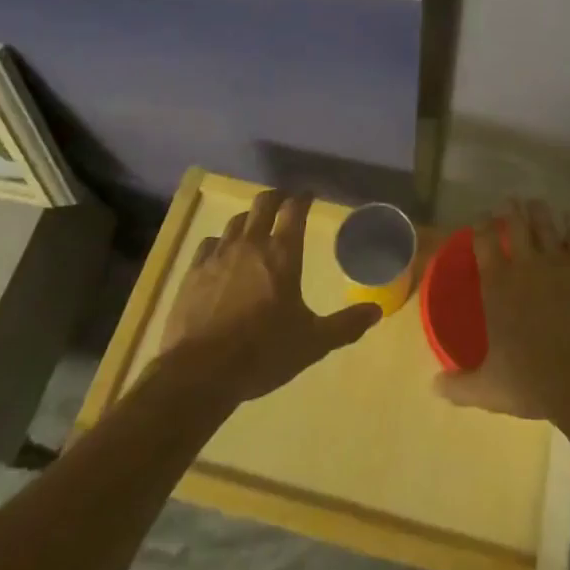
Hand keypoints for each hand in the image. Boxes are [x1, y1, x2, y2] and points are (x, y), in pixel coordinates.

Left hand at [156, 188, 379, 405]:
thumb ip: (345, 325)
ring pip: (236, 221)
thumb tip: (376, 311)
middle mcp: (251, 244)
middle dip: (276, 197)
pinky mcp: (193, 272)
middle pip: (263, 203)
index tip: (309, 195)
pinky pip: (209, 243)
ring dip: (250, 219)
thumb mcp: (311, 343)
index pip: (294, 209)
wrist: (198, 374)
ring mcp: (218, 255)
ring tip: (256, 228)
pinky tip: (221, 254)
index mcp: (282, 254)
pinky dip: (221, 242)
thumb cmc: (261, 354)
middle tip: (284, 202)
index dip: (303, 197)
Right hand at [434, 198, 569, 437]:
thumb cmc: (533, 382)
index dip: (480, 224)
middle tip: (509, 202)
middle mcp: (525, 264)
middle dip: (510, 209)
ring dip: (539, 211)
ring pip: (546, 224)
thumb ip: (459, 385)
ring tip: (535, 203)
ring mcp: (558, 262)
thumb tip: (433, 386)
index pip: (484, 240)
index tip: (480, 216)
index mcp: (497, 284)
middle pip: (516, 223)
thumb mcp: (488, 390)